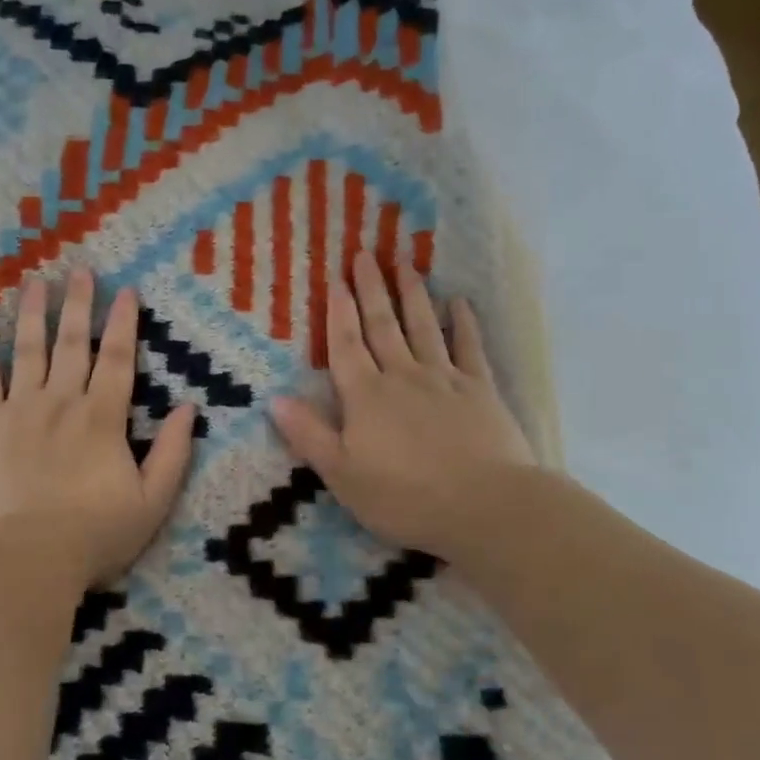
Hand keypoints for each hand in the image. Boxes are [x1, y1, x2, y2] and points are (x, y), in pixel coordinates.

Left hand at [0, 269, 196, 588]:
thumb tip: (189, 408)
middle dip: (79, 304)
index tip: (126, 290)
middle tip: (80, 270)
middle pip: (73, 343)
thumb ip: (174, 453)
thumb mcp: (152, 502)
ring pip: (28, 350)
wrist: (25, 561)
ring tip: (35, 281)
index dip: (124, 322)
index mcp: (103, 417)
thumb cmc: (94, 536)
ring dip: (33, 313)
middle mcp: (62, 401)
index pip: (118, 358)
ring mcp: (20, 410)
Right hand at [269, 252, 535, 563]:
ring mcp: (444, 379)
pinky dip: (463, 322)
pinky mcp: (481, 390)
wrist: (486, 507)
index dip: (339, 312)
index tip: (336, 279)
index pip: (346, 345)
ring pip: (423, 326)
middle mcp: (402, 376)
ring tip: (404, 262)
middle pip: (383, 325)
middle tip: (365, 253)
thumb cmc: (405, 497)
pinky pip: (470, 347)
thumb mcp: (342, 474)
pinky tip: (459, 301)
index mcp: (365, 396)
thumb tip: (274, 399)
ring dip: (412, 293)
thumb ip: (309, 434)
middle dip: (371, 288)